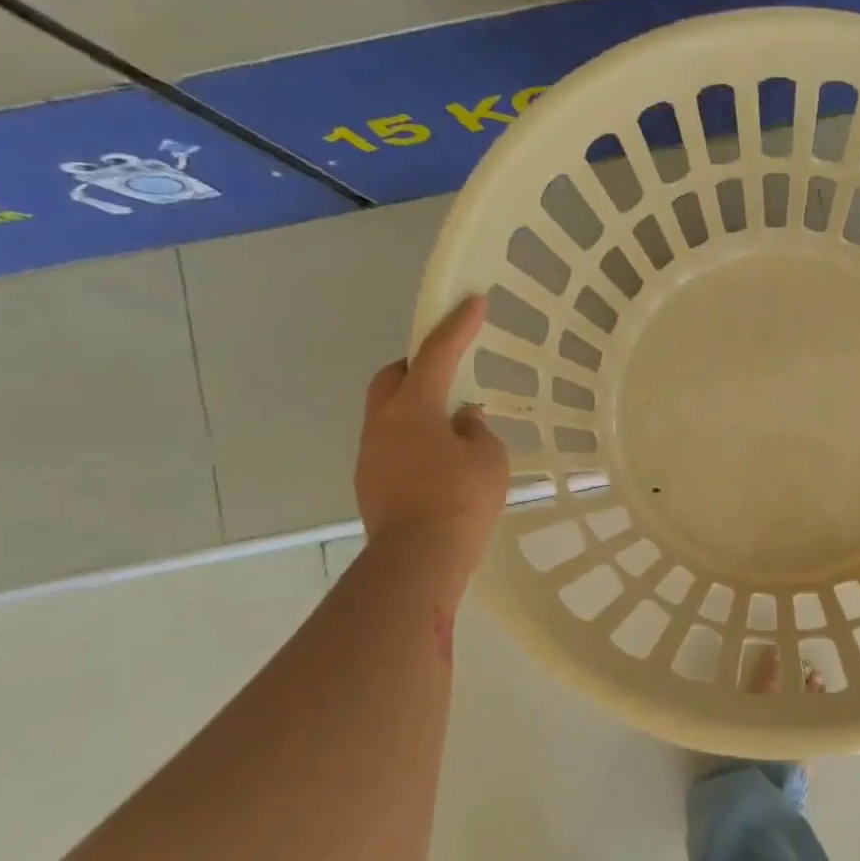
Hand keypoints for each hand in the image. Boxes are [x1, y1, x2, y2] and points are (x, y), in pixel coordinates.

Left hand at [356, 295, 509, 565]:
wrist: (417, 560)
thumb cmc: (460, 501)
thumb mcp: (488, 458)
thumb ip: (476, 430)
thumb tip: (461, 421)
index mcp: (413, 407)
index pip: (438, 353)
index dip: (458, 325)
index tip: (473, 300)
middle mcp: (383, 423)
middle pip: (393, 377)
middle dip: (418, 364)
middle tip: (449, 370)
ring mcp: (371, 454)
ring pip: (389, 412)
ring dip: (417, 405)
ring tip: (452, 423)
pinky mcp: (371, 482)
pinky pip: (392, 442)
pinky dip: (414, 437)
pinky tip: (440, 458)